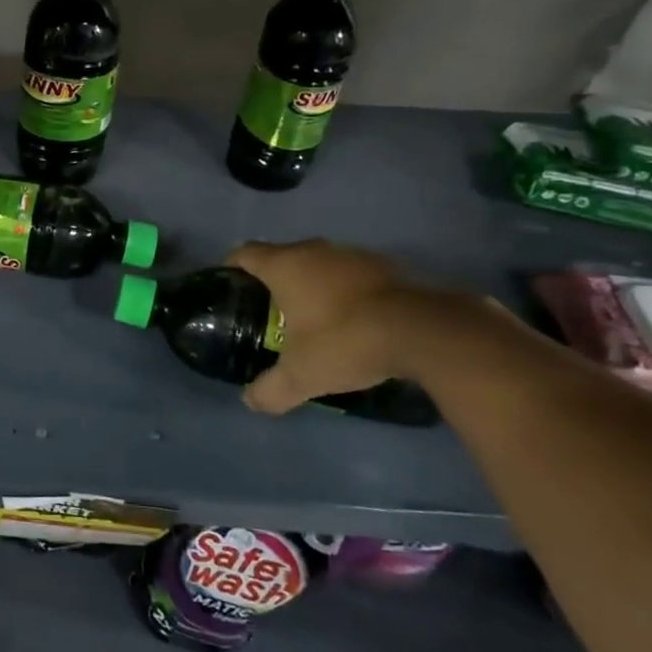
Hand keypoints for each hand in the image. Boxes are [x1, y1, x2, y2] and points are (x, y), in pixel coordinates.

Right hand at [224, 239, 420, 414]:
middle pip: (282, 255)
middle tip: (271, 310)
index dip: (233, 267)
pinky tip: (353, 317)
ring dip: (314, 282)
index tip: (231, 286)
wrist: (421, 331)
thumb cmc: (344, 341)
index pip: (245, 253)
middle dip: (275, 278)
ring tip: (314, 314)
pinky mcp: (386, 266)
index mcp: (284, 266)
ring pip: (320, 262)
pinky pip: (352, 274)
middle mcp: (314, 250)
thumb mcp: (301, 376)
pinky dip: (346, 290)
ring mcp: (352, 255)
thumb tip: (250, 402)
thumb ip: (270, 390)